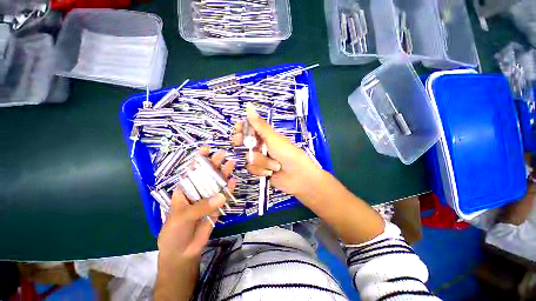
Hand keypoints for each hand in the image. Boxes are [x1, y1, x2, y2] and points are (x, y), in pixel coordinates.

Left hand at [157, 148, 235, 268]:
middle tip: (223, 154)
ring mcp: (208, 198)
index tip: (206, 149)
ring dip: (224, 174)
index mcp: (185, 190)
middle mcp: (198, 191)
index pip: (192, 172)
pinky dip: (229, 189)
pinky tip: (234, 181)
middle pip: (207, 175)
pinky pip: (224, 196)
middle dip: (214, 163)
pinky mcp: (217, 207)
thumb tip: (221, 196)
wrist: (183, 251)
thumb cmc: (175, 231)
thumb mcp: (183, 217)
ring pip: (217, 184)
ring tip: (231, 163)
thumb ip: (201, 206)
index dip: (199, 160)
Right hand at [232, 103, 324, 197]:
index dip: (242, 128)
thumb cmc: (289, 154)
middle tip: (247, 145)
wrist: (298, 177)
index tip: (237, 130)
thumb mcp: (273, 139)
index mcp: (266, 135)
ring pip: (249, 157)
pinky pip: (252, 169)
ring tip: (274, 165)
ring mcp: (261, 158)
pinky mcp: (260, 170)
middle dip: (245, 144)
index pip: (250, 128)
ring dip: (261, 162)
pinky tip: (271, 172)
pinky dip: (261, 171)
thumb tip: (249, 106)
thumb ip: (259, 125)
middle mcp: (262, 145)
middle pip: (245, 142)